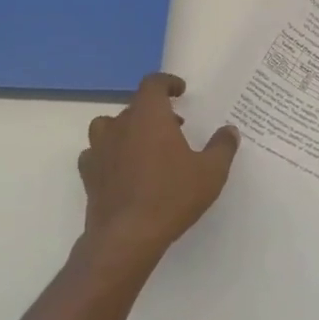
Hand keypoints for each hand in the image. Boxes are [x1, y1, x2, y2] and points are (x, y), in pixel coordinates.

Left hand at [75, 72, 238, 278]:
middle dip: (155, 111)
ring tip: (145, 145)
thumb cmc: (172, 196)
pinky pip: (96, 154)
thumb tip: (229, 130)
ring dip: (127, 129)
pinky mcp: (88, 174)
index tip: (180, 91)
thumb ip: (222, 147)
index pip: (153, 84)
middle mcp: (120, 125)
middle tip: (176, 126)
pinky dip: (109, 154)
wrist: (127, 236)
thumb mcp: (211, 172)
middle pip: (134, 106)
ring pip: (109, 126)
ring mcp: (99, 149)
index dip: (167, 83)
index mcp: (149, 116)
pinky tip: (122, 169)